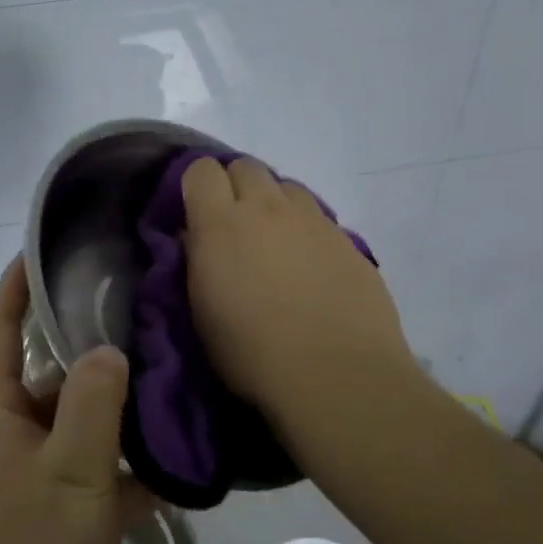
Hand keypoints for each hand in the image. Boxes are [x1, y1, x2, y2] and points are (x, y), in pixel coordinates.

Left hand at [0, 258, 149, 543]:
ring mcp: (41, 474)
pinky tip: (182, 453)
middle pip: (52, 371)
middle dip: (90, 342)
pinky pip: (102, 470)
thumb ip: (90, 406)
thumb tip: (108, 349)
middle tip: (144, 309)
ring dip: (120, 403)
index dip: (17, 286)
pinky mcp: (66, 513)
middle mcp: (15, 433)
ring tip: (174, 369)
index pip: (0, 329)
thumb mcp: (68, 476)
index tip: (49, 249)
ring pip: (83, 421)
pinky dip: (133, 462)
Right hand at [181, 155, 423, 440]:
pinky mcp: (348, 241)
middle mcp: (267, 208)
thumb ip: (197, 261)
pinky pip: (319, 218)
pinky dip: (306, 231)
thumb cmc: (253, 353)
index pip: (201, 170)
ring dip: (274, 204)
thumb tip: (197, 237)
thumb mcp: (202, 311)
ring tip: (274, 242)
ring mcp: (313, 221)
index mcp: (221, 223)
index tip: (194, 214)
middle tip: (233, 226)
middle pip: (246, 167)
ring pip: (287, 187)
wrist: (337, 377)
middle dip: (235, 187)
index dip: (196, 186)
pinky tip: (310, 267)